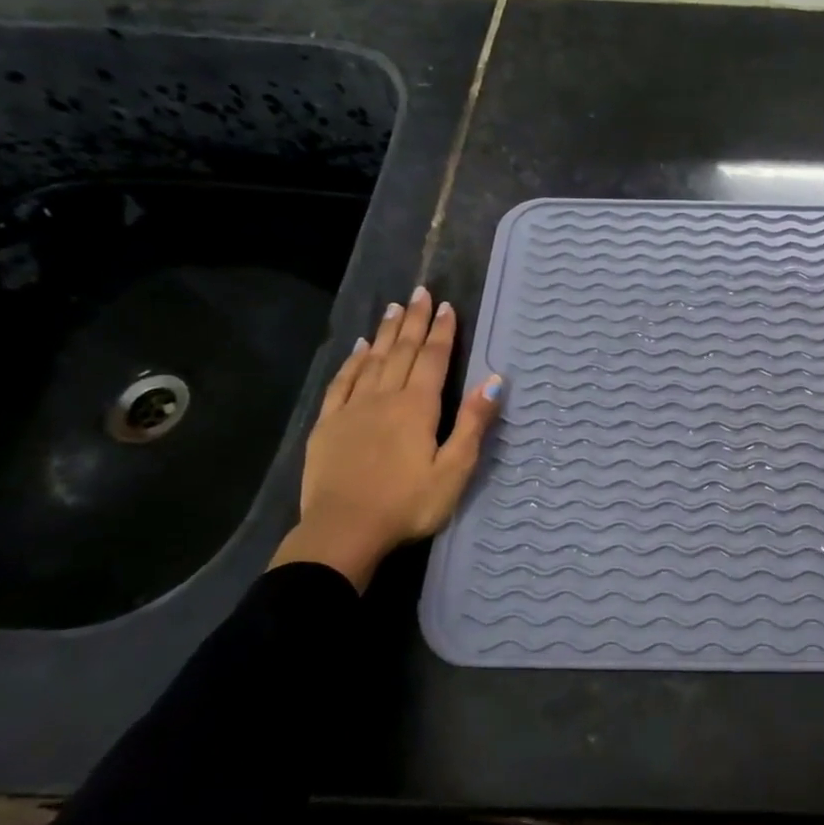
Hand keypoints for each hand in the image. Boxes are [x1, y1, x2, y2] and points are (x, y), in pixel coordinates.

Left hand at [269, 288, 500, 591]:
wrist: (343, 531)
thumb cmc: (408, 505)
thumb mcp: (454, 470)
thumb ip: (473, 424)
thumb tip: (495, 382)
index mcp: (418, 408)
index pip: (432, 359)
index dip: (441, 332)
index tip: (446, 306)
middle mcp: (384, 398)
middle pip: (401, 351)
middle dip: (414, 321)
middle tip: (420, 292)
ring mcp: (352, 409)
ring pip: (372, 360)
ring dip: (385, 333)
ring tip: (393, 308)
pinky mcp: (328, 425)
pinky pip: (342, 382)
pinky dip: (352, 361)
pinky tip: (358, 349)